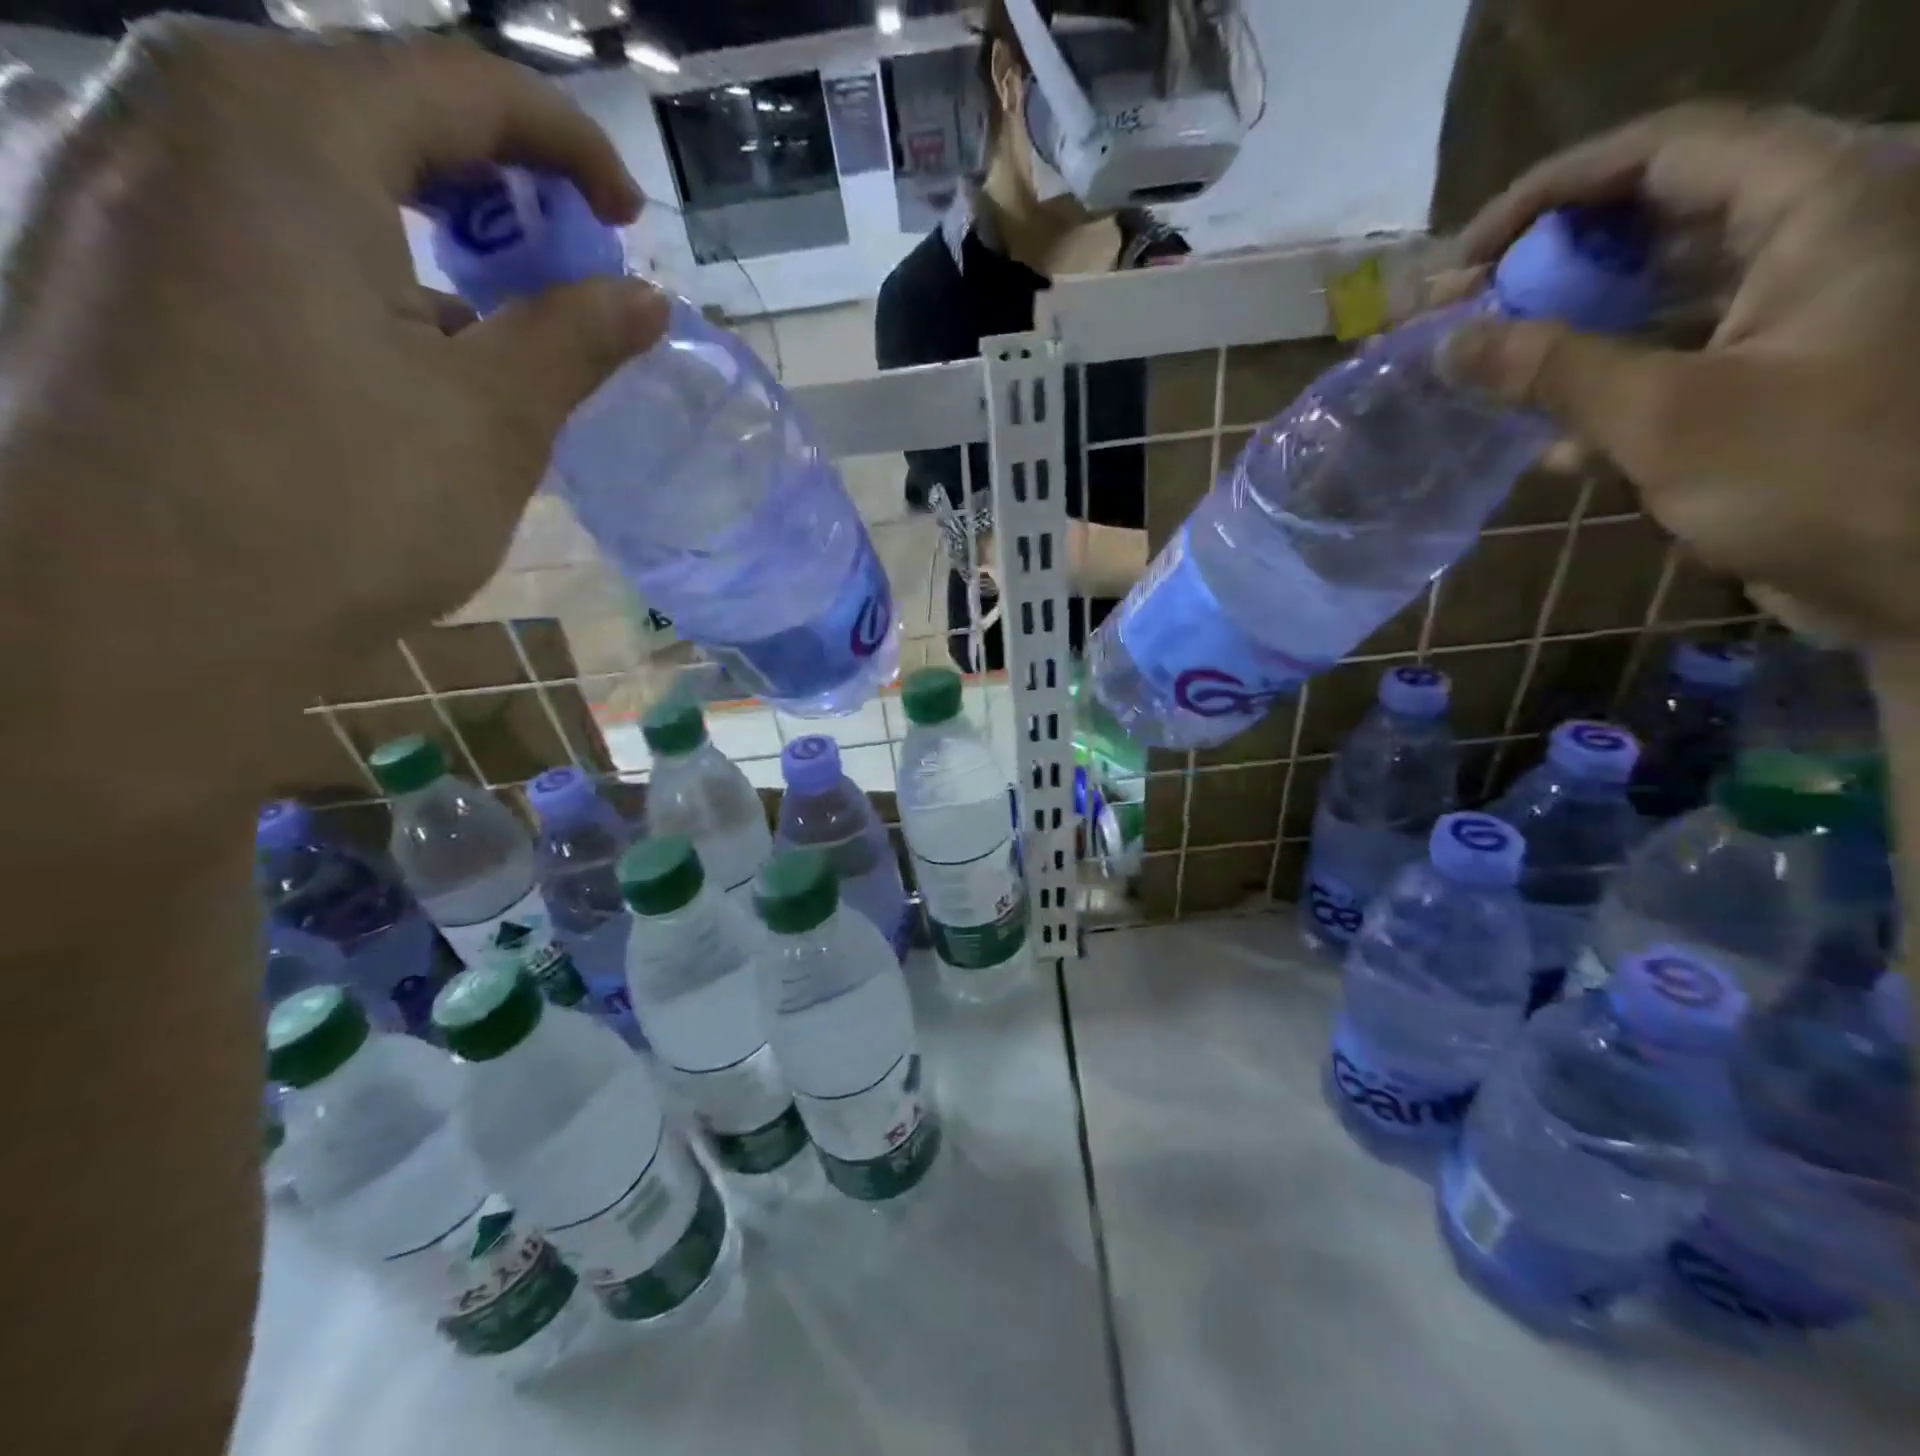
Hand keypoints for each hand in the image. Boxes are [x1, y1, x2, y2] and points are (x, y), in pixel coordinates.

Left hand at [0, 20, 665, 837]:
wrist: (131, 621)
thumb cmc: (342, 506)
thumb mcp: (494, 421)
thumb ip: (574, 339)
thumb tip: (645, 300)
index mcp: (282, 125)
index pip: (460, 84)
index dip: (568, 145)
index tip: (630, 221)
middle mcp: (168, 115)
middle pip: (371, 105)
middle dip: (491, 184)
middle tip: (559, 267)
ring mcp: (97, 183)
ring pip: (301, 163)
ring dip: (415, 224)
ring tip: (480, 317)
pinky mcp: (80, 264)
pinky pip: (240, 219)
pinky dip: (339, 257)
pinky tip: (379, 348)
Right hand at [1438, 103, 1919, 647]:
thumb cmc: (1817, 478)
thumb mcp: (1666, 418)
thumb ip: (1552, 370)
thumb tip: (1448, 342)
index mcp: (1822, 206)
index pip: (1664, 151)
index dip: (1549, 193)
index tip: (1463, 258)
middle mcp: (1812, 235)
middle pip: (1653, 214)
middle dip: (1545, 262)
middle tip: (1456, 310)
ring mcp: (1791, 306)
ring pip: (1653, 288)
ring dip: (1560, 326)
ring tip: (1478, 365)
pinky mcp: (1768, 370)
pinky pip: (1666, 351)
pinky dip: (1598, 382)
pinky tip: (1544, 440)